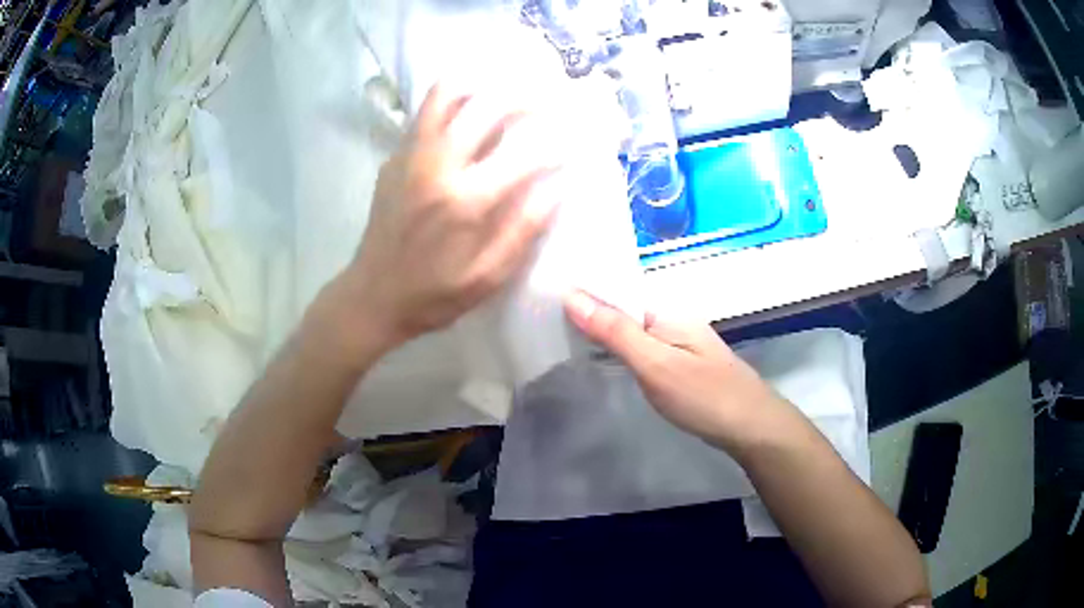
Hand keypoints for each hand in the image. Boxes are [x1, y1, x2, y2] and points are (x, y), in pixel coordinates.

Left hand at [339, 82, 561, 350]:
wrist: (372, 296)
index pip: (525, 154)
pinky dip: (454, 99)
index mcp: (466, 200)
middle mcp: (437, 165)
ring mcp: (411, 156)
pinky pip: (426, 112)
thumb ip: (524, 230)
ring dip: (483, 85)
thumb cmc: (435, 294)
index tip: (574, 143)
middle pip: (487, 106)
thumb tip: (557, 188)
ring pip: (447, 94)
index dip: (556, 145)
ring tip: (507, 90)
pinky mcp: (395, 157)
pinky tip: (471, 109)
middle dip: (526, 97)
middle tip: (548, 101)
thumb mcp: (488, 277)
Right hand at [564, 290, 794, 453]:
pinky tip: (599, 356)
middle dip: (587, 311)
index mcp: (665, 310)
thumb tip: (570, 294)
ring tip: (558, 331)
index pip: (614, 289)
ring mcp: (677, 341)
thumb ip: (614, 331)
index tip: (541, 293)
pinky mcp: (679, 363)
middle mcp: (671, 318)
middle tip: (540, 315)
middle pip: (621, 308)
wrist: (751, 427)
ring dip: (601, 330)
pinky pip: (641, 347)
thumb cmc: (704, 395)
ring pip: (630, 329)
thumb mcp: (655, 364)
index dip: (581, 291)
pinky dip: (618, 349)